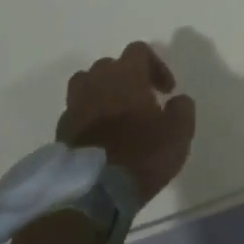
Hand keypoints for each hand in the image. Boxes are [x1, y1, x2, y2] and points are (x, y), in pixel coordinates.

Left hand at [56, 41, 195, 203]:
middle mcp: (97, 82)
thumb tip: (177, 100)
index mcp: (126, 75)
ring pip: (87, 84)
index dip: (156, 66)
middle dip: (126, 78)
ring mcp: (74, 106)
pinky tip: (100, 138)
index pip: (139, 50)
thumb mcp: (179, 133)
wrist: (93, 194)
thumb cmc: (141, 156)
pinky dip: (88, 117)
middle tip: (141, 101)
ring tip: (115, 115)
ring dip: (102, 93)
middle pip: (109, 65)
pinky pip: (76, 112)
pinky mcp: (60, 131)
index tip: (166, 90)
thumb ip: (182, 109)